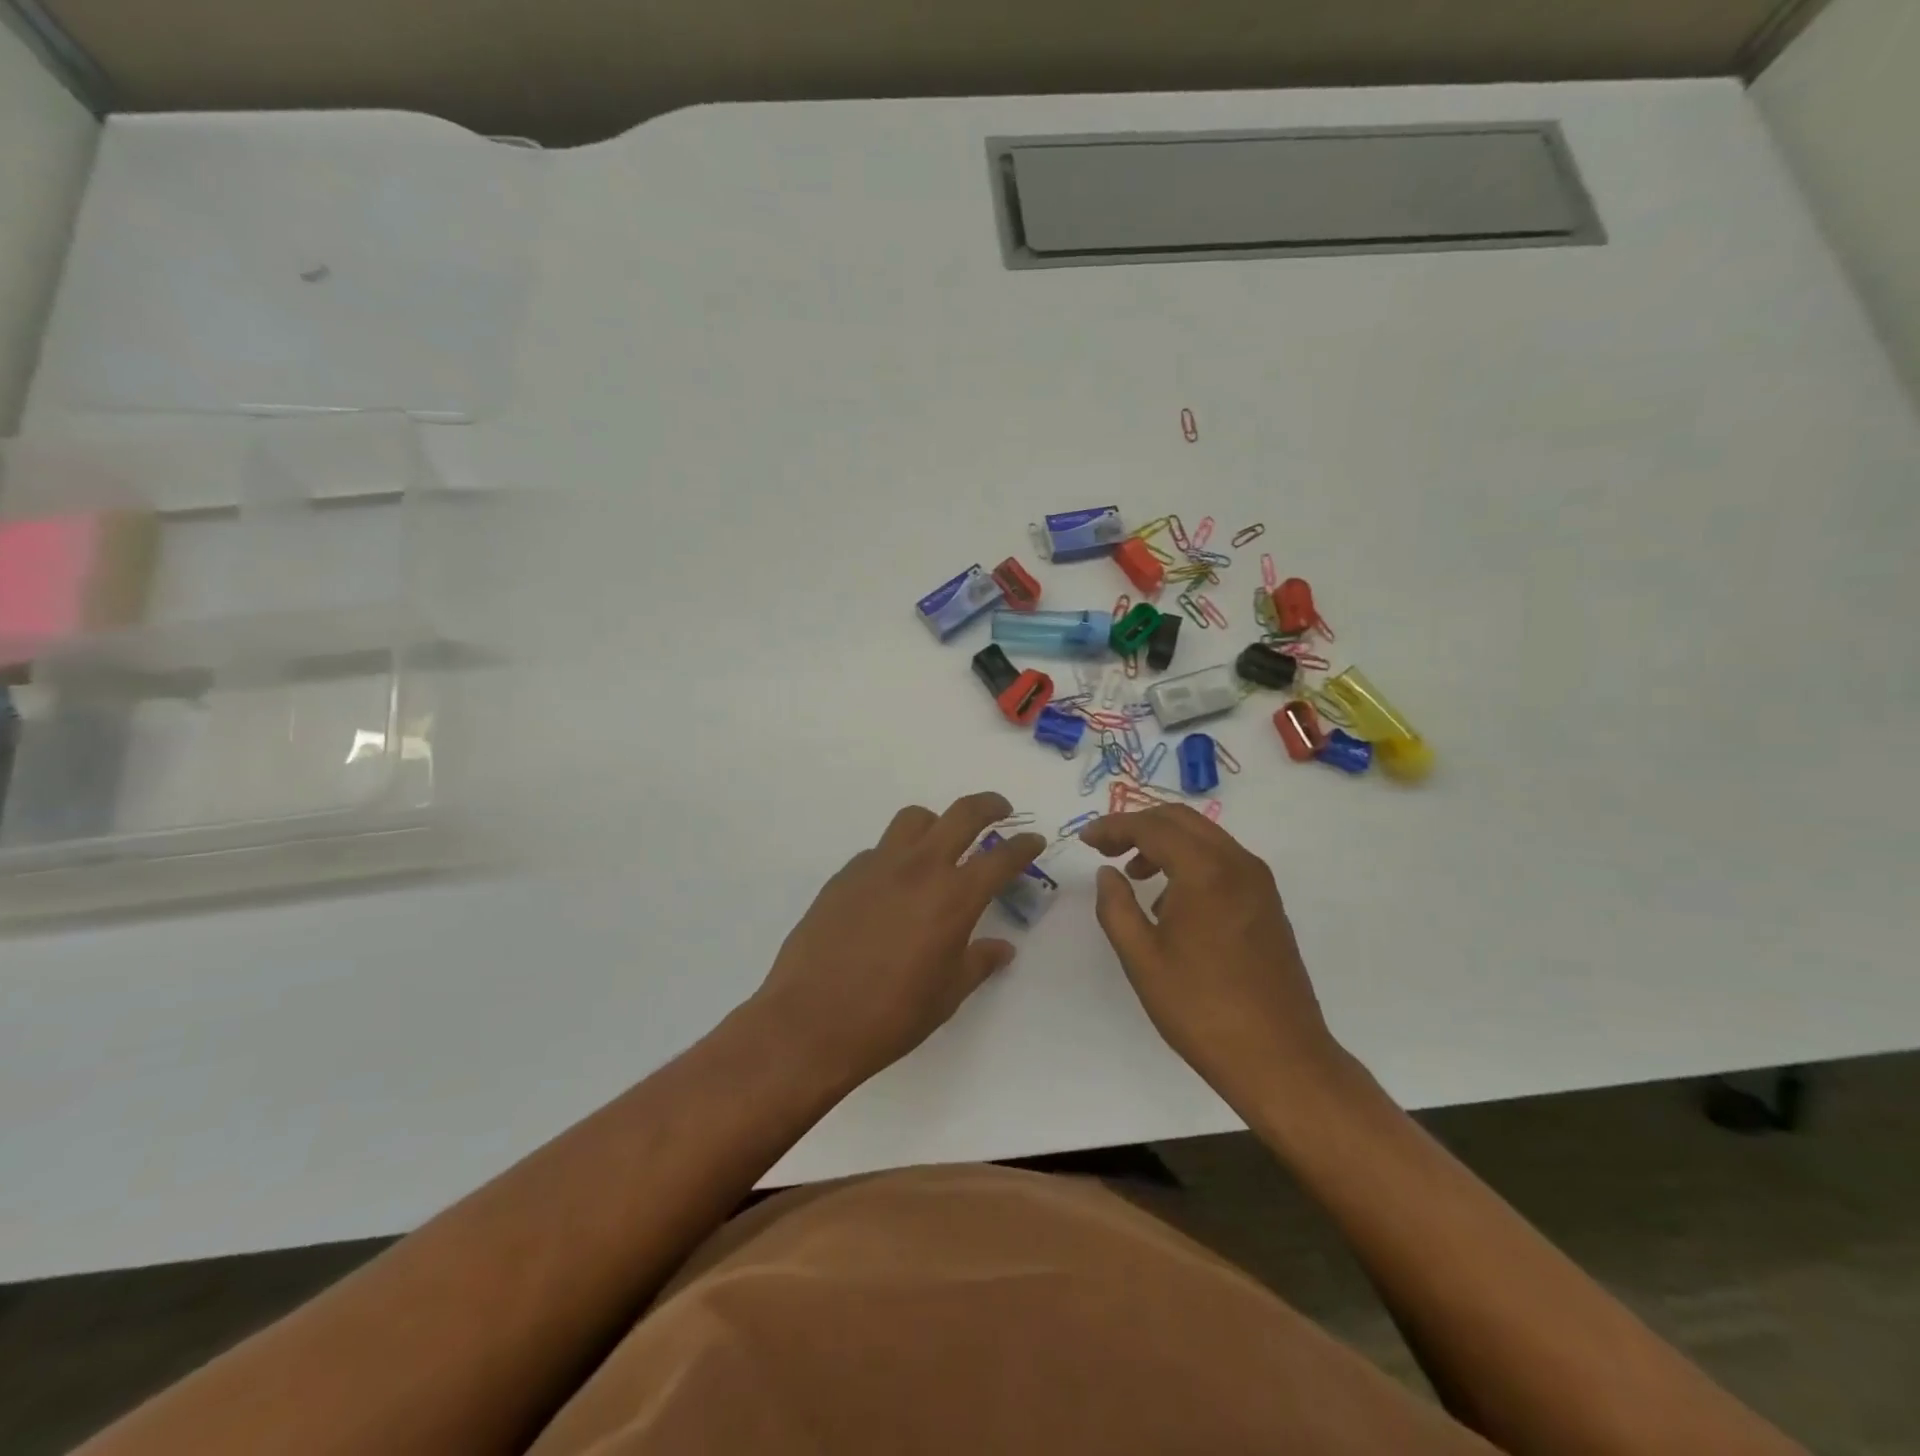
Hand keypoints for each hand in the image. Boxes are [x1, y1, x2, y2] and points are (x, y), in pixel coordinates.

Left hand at [750, 793, 1046, 1089]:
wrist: (811, 1021)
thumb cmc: (891, 1015)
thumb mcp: (947, 994)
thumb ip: (979, 962)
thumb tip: (1002, 948)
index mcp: (954, 897)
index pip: (1001, 858)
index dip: (1024, 846)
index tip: (1035, 840)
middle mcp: (919, 868)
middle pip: (962, 814)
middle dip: (989, 806)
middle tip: (1001, 810)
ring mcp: (878, 865)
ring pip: (915, 819)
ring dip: (937, 822)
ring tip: (941, 843)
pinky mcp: (845, 874)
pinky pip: (880, 849)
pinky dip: (898, 855)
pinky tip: (893, 885)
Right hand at [1081, 805, 1348, 1105]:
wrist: (1279, 1058)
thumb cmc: (1201, 1009)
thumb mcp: (1142, 959)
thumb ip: (1116, 907)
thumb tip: (1108, 874)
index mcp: (1205, 871)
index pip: (1152, 827)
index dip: (1113, 827)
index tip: (1085, 840)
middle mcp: (1238, 863)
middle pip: (1181, 820)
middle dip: (1139, 826)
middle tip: (1106, 849)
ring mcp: (1259, 882)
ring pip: (1204, 838)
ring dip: (1165, 843)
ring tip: (1134, 875)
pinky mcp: (1268, 903)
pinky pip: (1222, 861)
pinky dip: (1190, 862)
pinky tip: (1171, 901)